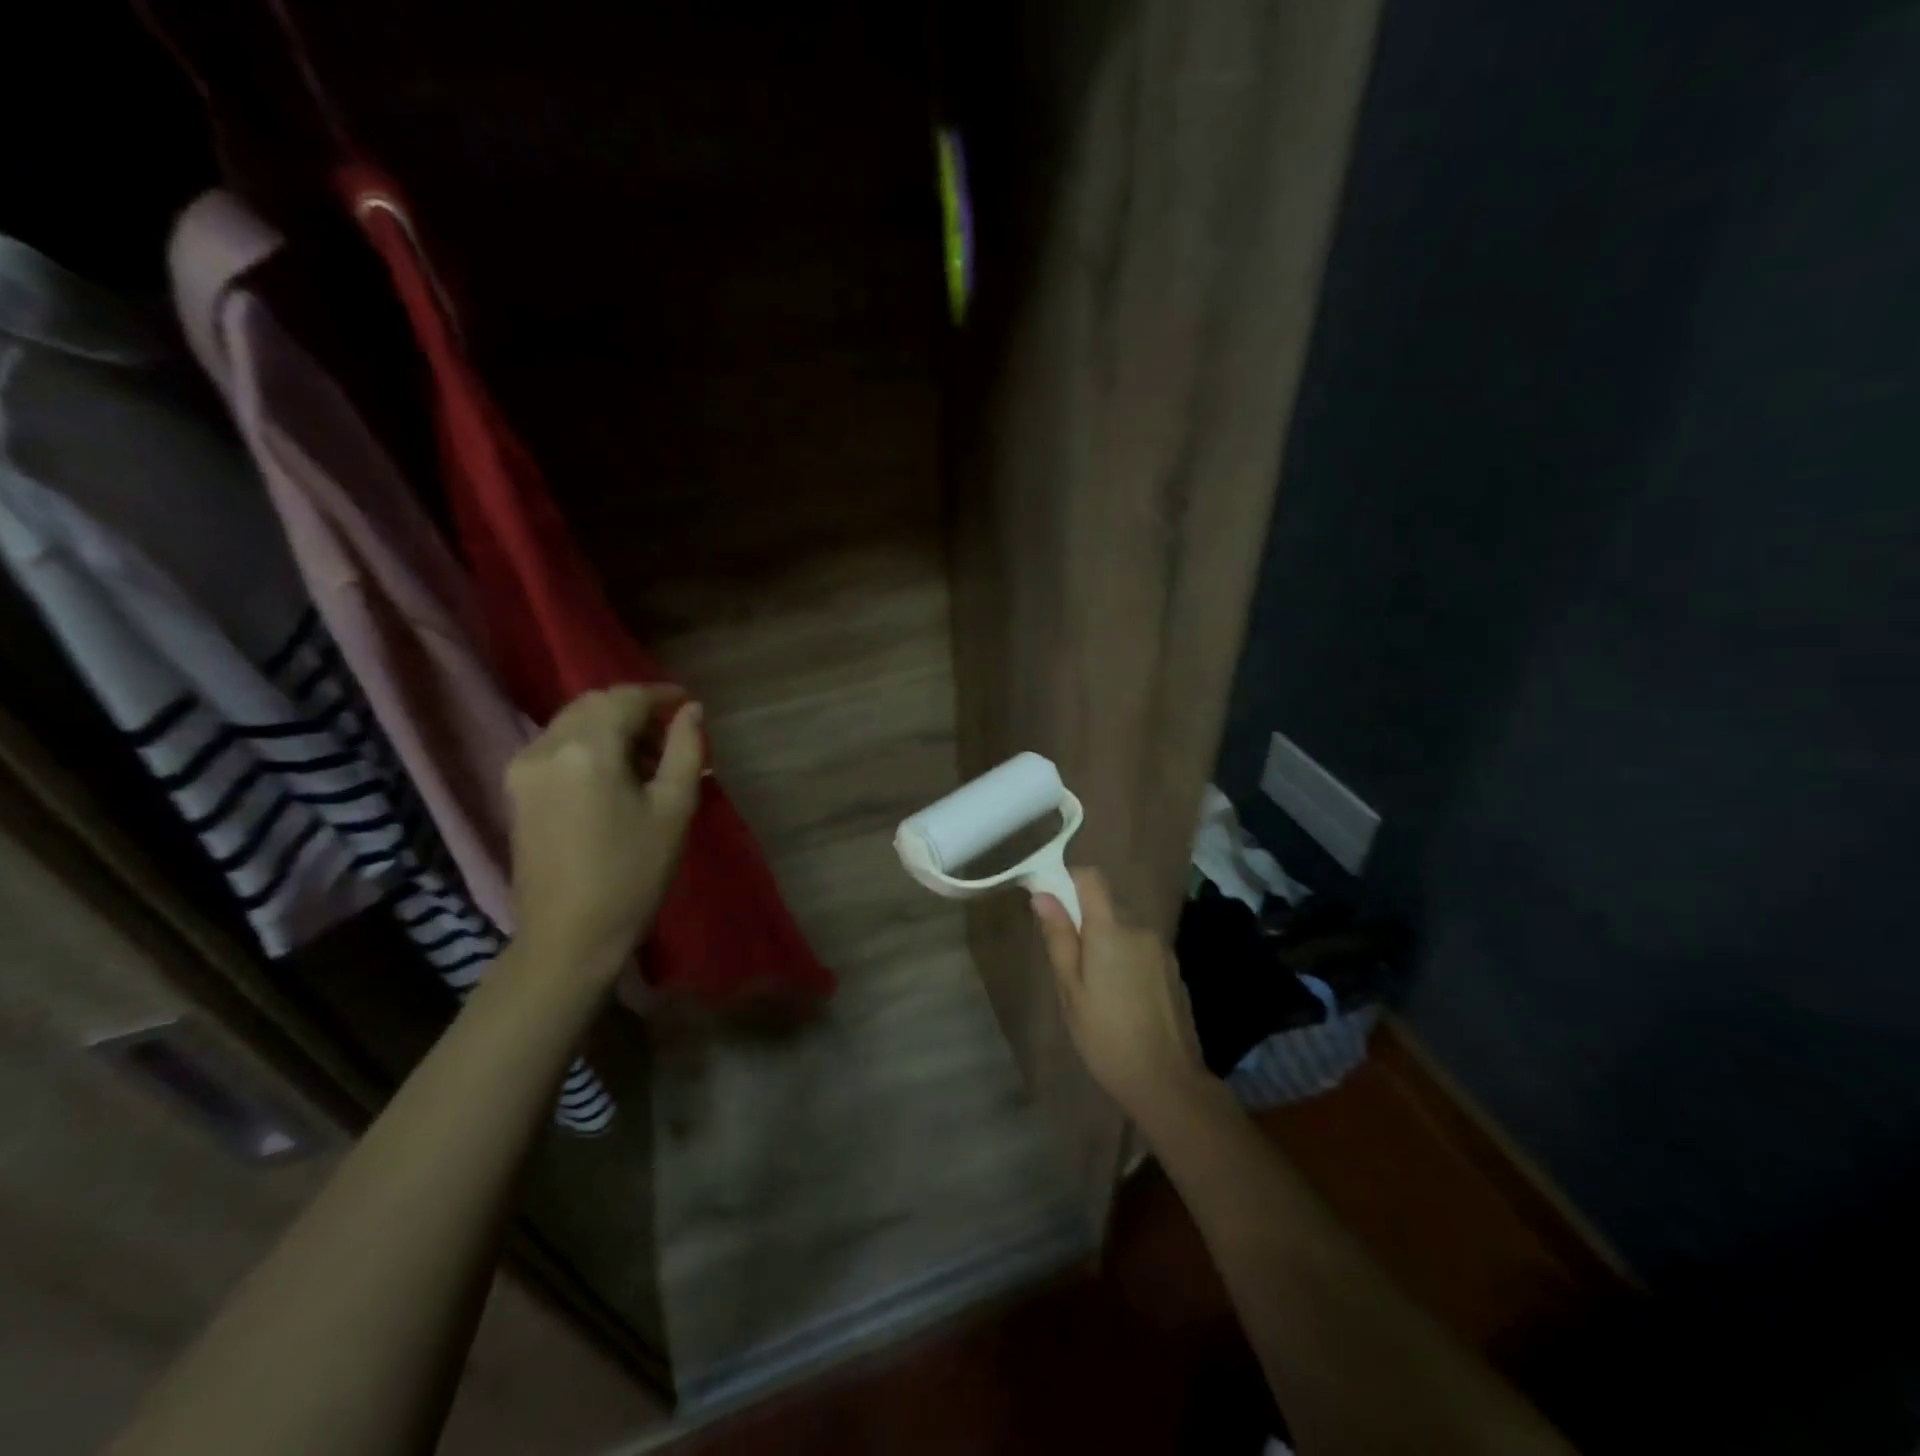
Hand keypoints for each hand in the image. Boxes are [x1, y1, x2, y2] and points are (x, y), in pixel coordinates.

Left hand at [506, 685, 703, 988]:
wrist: (568, 936)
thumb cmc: (632, 874)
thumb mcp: (673, 809)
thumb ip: (686, 750)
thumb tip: (691, 710)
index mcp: (587, 749)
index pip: (626, 699)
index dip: (660, 695)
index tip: (689, 703)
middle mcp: (547, 746)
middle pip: (594, 704)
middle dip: (635, 710)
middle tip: (672, 736)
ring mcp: (523, 768)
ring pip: (573, 722)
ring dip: (612, 727)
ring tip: (648, 760)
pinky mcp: (516, 789)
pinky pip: (557, 746)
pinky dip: (589, 744)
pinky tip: (614, 775)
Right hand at [1032, 869, 1206, 1122]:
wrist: (1167, 1082)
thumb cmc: (1106, 1036)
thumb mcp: (1070, 990)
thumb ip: (1058, 938)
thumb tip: (1042, 895)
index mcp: (1111, 930)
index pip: (1091, 878)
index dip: (1067, 878)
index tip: (1047, 898)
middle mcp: (1140, 929)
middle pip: (1106, 904)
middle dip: (1083, 919)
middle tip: (1065, 959)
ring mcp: (1160, 949)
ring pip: (1123, 929)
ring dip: (1104, 942)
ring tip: (1092, 986)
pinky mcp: (1172, 969)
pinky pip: (1140, 949)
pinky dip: (1124, 958)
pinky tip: (1119, 997)